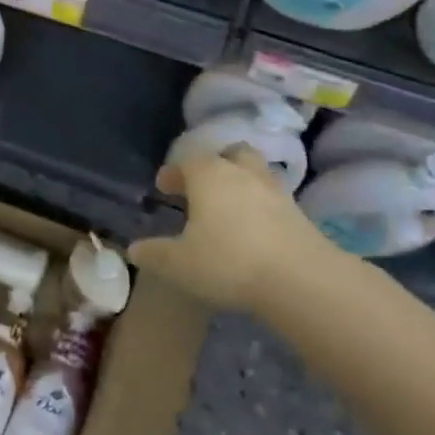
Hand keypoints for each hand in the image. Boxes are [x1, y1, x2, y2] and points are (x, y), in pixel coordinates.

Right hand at [128, 146, 350, 309]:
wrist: (300, 279)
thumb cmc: (228, 261)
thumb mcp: (178, 263)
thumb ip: (154, 253)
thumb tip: (134, 249)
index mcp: (209, 175)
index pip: (188, 161)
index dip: (174, 172)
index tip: (163, 187)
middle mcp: (243, 173)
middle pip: (230, 155)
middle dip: (214, 166)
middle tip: (201, 187)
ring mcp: (276, 191)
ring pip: (255, 173)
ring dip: (241, 183)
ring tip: (228, 207)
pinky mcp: (299, 214)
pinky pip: (273, 199)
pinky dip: (260, 207)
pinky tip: (252, 230)